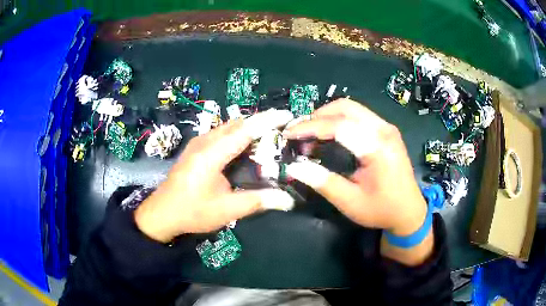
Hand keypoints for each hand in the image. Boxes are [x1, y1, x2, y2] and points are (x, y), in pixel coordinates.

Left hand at [135, 110, 294, 242]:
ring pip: (228, 127)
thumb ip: (257, 201)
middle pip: (237, 124)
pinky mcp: (196, 148)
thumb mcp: (226, 210)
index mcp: (211, 154)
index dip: (267, 120)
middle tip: (283, 127)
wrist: (162, 213)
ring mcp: (198, 143)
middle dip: (261, 121)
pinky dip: (238, 134)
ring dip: (249, 127)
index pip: (244, 130)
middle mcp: (204, 141)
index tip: (288, 115)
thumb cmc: (192, 211)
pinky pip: (221, 133)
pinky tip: (246, 145)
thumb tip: (288, 200)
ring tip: (270, 134)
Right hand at [283, 99, 430, 264]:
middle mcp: (384, 130)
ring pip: (352, 108)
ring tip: (309, 131)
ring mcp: (387, 127)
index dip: (310, 127)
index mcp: (377, 147)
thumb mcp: (350, 201)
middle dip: (317, 115)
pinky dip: (339, 119)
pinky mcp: (386, 130)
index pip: (338, 126)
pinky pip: (359, 115)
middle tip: (298, 131)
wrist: (409, 211)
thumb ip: (322, 182)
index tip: (288, 133)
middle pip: (345, 108)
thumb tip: (293, 167)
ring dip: (328, 115)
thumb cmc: (382, 209)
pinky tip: (329, 132)